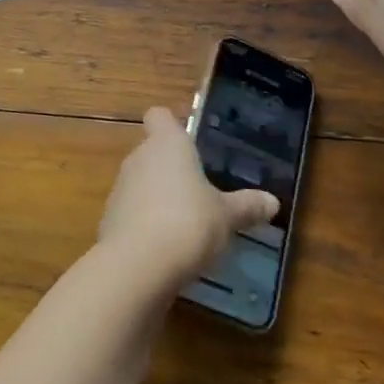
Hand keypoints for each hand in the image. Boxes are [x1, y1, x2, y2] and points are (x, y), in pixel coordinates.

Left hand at [97, 107, 278, 290]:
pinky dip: (145, 225)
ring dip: (157, 198)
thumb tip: (273, 202)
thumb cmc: (188, 223)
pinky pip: (132, 214)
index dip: (171, 124)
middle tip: (199, 189)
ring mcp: (120, 189)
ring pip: (140, 183)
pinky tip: (166, 249)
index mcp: (167, 143)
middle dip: (171, 168)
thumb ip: (247, 206)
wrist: (137, 267)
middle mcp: (139, 157)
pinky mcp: (110, 221)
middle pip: (151, 151)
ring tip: (186, 223)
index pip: (159, 116)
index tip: (189, 140)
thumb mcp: (226, 217)